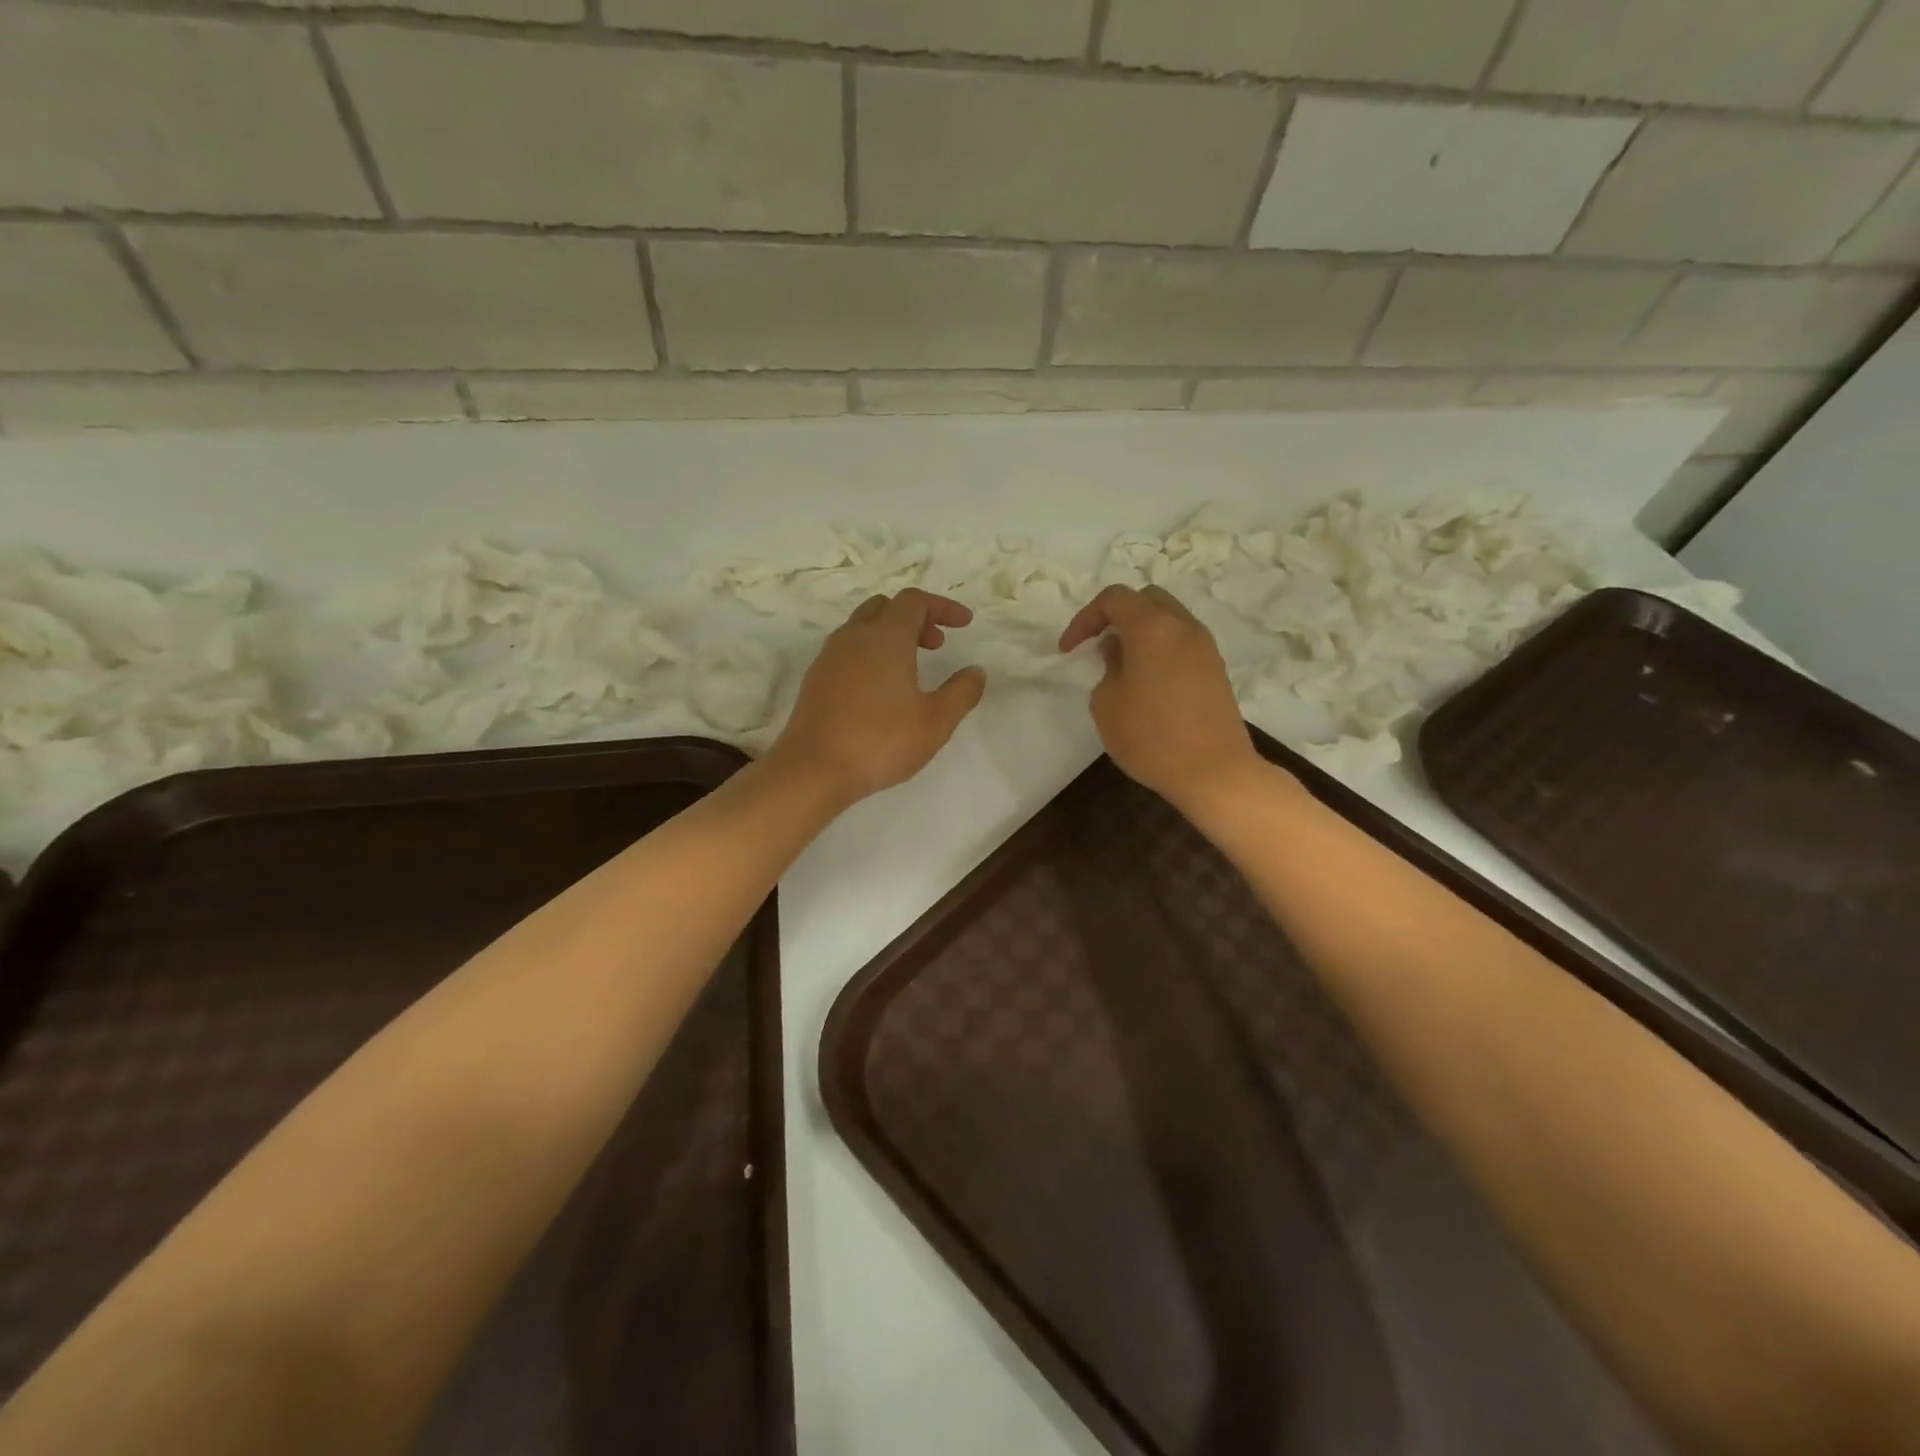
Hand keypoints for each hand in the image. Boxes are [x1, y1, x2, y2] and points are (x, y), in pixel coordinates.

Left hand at [769, 589, 986, 805]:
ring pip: (862, 628)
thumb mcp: (936, 721)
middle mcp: (854, 637)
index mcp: (885, 638)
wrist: (813, 769)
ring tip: (910, 668)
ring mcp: (829, 657)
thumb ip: (962, 692)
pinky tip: (880, 689)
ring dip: (890, 636)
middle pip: (885, 607)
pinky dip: (870, 654)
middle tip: (936, 645)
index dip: (942, 607)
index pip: (915, 602)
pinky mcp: (815, 680)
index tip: (964, 624)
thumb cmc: (880, 741)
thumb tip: (975, 672)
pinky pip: (847, 651)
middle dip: (915, 618)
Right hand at [1059, 584, 1262, 812]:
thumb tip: (1120, 654)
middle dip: (1116, 616)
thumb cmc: (1151, 737)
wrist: (1214, 771)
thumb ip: (1107, 669)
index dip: (1085, 618)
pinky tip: (1146, 681)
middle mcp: (1183, 627)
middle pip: (1146, 600)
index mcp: (1152, 627)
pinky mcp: (1215, 669)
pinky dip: (1160, 648)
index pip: (1114, 599)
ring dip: (1140, 632)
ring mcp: (1205, 647)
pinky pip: (1181, 642)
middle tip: (1097, 645)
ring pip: (1168, 620)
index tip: (1069, 649)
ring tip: (1120, 665)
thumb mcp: (1107, 704)